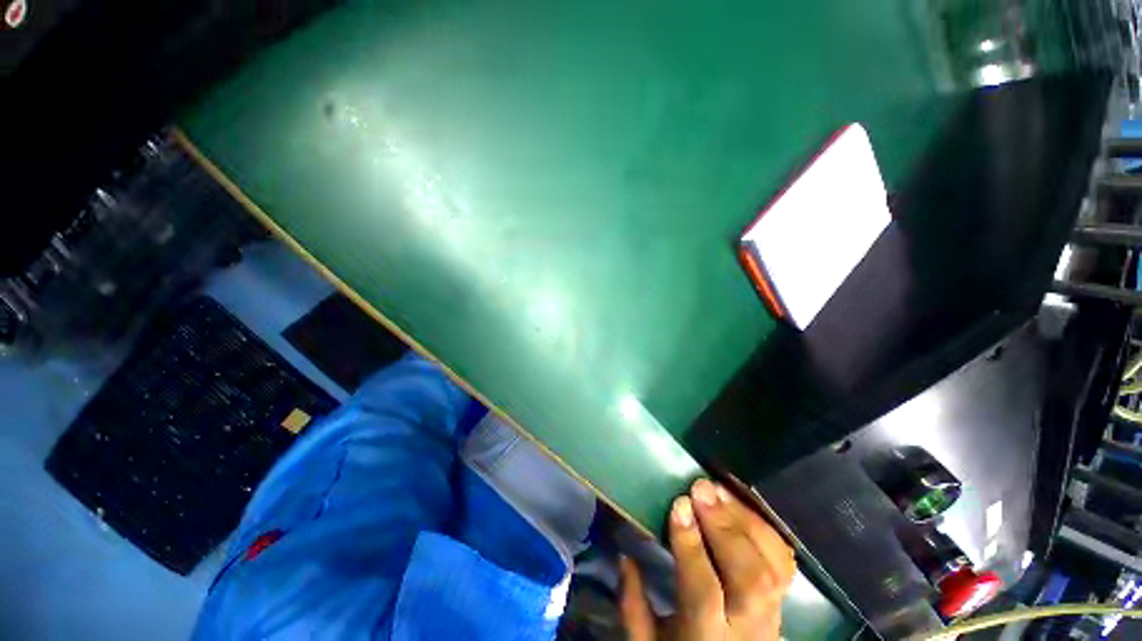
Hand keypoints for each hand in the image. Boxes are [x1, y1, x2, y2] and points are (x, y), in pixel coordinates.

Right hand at [619, 479, 795, 639]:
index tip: (678, 505)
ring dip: (745, 521)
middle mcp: (748, 628)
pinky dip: (765, 528)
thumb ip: (633, 607)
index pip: (704, 591)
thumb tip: (625, 556)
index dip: (691, 546)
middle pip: (749, 578)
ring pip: (773, 567)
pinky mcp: (782, 599)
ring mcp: (772, 614)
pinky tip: (741, 504)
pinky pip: (784, 561)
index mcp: (706, 638)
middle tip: (701, 489)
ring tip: (718, 490)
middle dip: (724, 527)